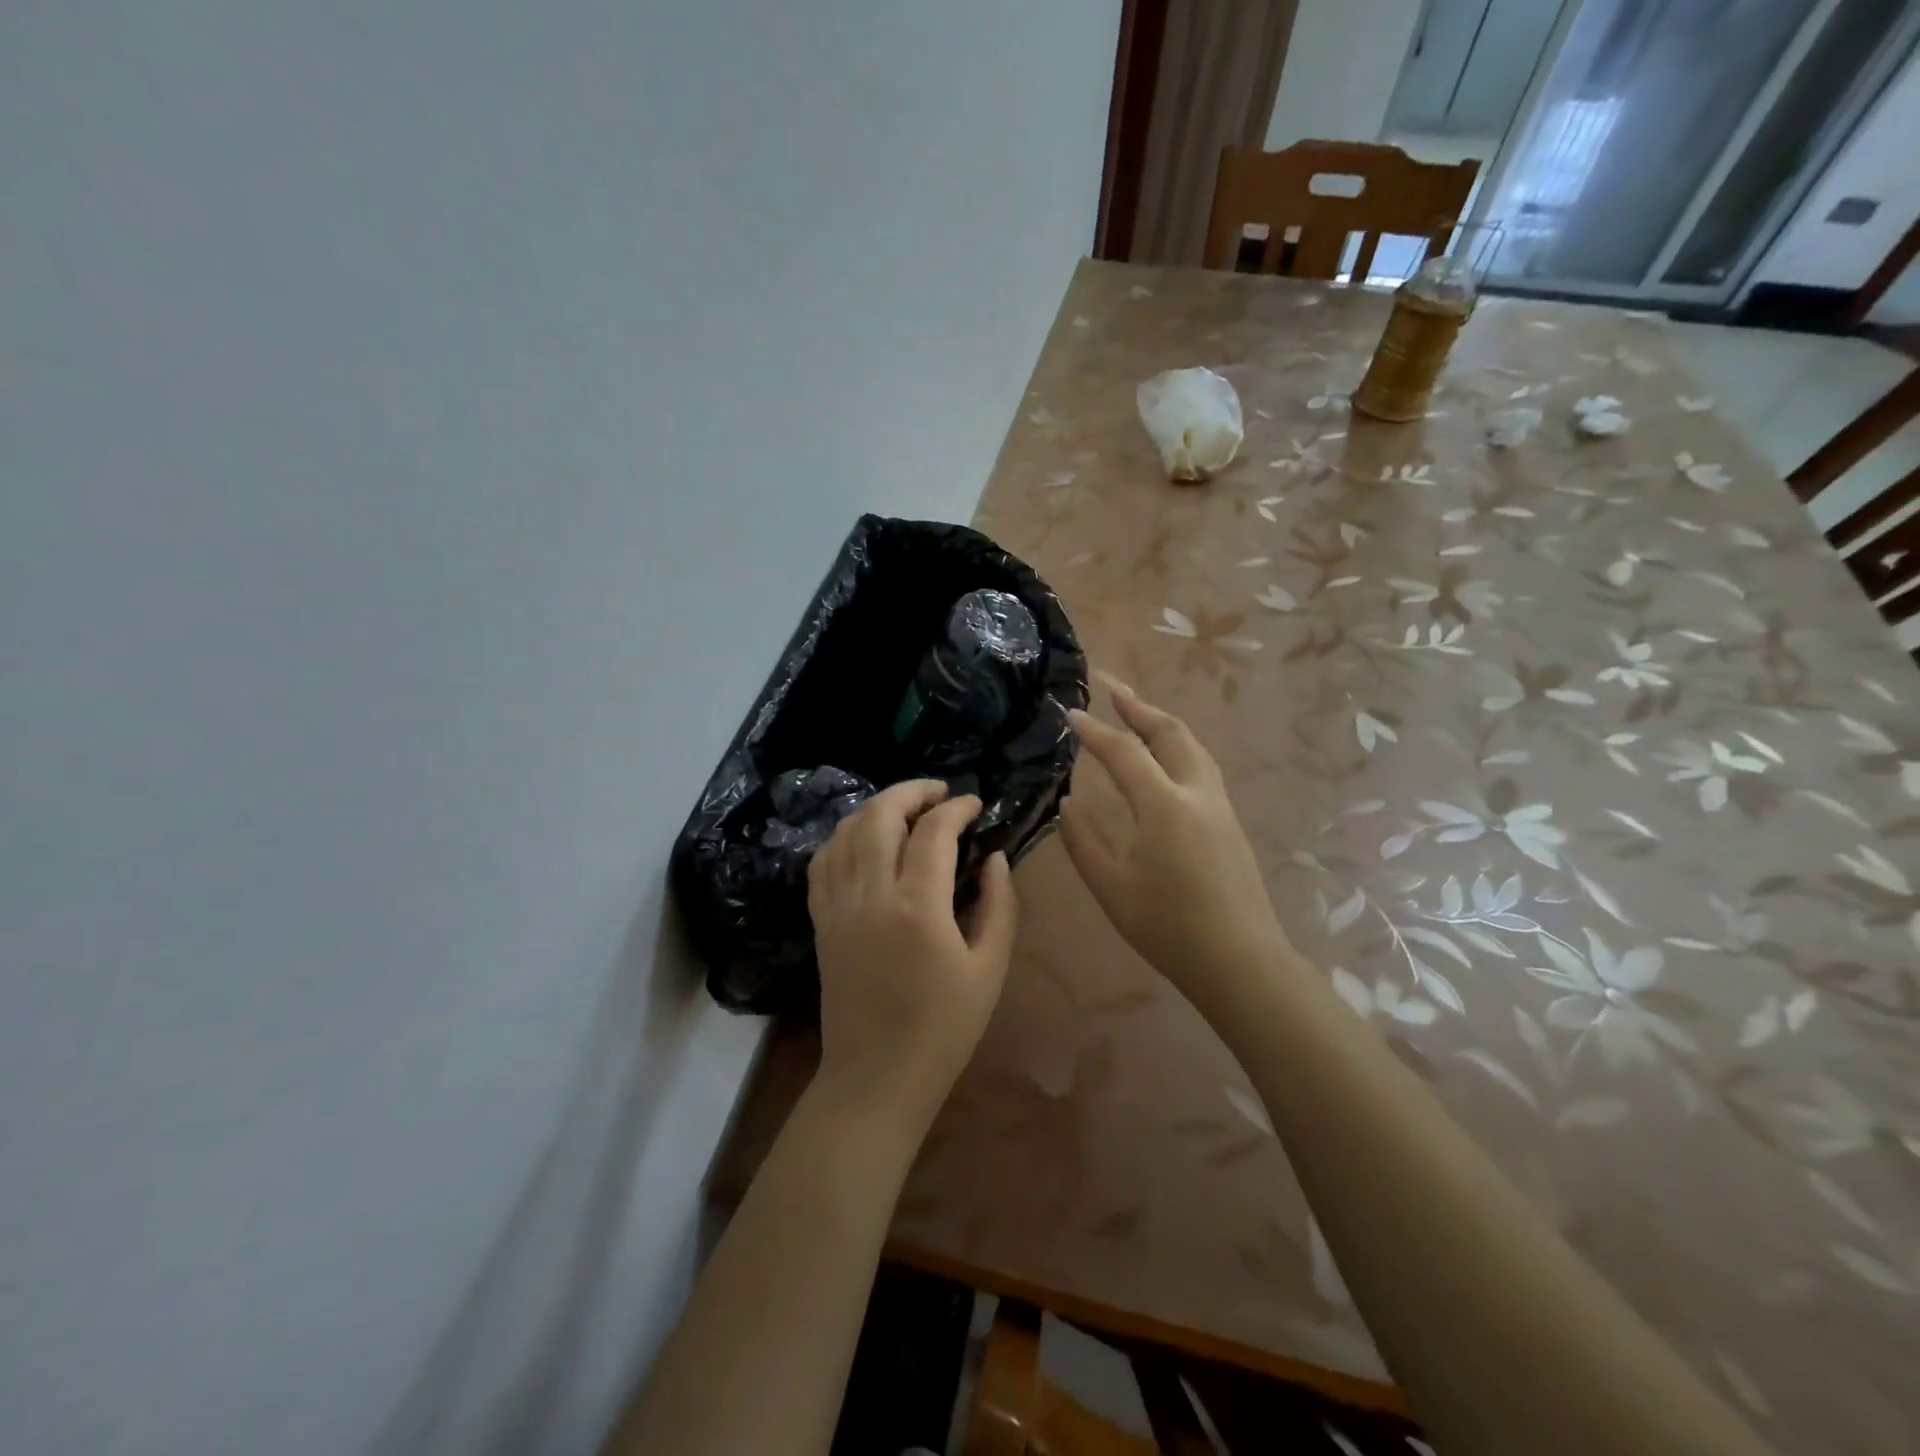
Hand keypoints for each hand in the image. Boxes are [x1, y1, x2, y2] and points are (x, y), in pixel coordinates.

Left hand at [807, 780, 1017, 1131]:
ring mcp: (838, 907)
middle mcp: (871, 895)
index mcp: (918, 907)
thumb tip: (994, 856)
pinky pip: (822, 862)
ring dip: (876, 808)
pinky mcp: (821, 921)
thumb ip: (998, 904)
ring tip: (905, 809)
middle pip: (880, 816)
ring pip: (846, 831)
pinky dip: (843, 837)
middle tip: (939, 793)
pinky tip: (864, 839)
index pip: (934, 831)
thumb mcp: (989, 968)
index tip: (975, 804)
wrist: (877, 1077)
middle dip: (911, 792)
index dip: (957, 808)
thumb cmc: (944, 1028)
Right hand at [1062, 678, 1290, 1009]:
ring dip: (1161, 721)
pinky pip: (1201, 765)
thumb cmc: (1168, 927)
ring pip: (1192, 745)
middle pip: (1169, 732)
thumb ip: (1082, 841)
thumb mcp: (1110, 887)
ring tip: (1136, 710)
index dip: (1094, 731)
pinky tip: (1163, 757)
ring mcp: (1219, 805)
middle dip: (1138, 704)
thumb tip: (1068, 803)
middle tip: (1110, 684)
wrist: (1239, 960)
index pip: (1123, 752)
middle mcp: (1196, 793)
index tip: (1070, 714)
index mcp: (1164, 805)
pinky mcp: (1229, 821)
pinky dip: (1176, 745)